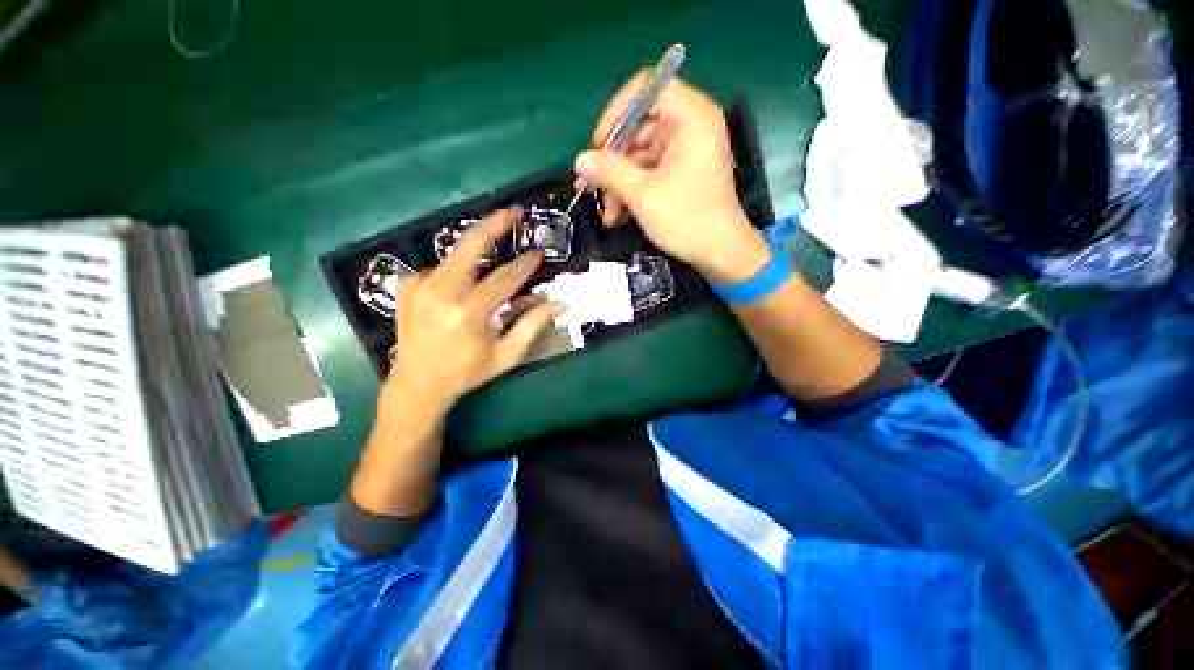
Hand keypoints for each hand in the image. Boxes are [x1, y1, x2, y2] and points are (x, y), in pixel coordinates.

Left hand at [385, 207, 563, 408]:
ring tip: (497, 250)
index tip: (539, 254)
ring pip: (457, 254)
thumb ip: (533, 325)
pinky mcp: (408, 284)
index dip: (525, 264)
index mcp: (469, 312)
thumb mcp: (507, 355)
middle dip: (496, 223)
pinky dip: (459, 270)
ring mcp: (419, 284)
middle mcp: (441, 291)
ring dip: (479, 250)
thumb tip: (559, 303)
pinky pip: (442, 267)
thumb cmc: (468, 371)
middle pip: (471, 244)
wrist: (416, 383)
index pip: (505, 277)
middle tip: (516, 212)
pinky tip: (464, 287)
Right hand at [575, 75, 769, 282]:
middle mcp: (688, 126)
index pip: (646, 88)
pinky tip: (619, 215)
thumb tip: (579, 160)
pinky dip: (632, 190)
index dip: (617, 112)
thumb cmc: (687, 219)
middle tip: (594, 187)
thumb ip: (609, 172)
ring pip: (639, 154)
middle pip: (639, 126)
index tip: (599, 144)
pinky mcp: (680, 172)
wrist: (720, 253)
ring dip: (619, 183)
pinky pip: (648, 171)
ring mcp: (684, 150)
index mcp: (689, 116)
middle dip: (614, 160)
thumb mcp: (643, 194)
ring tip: (609, 214)